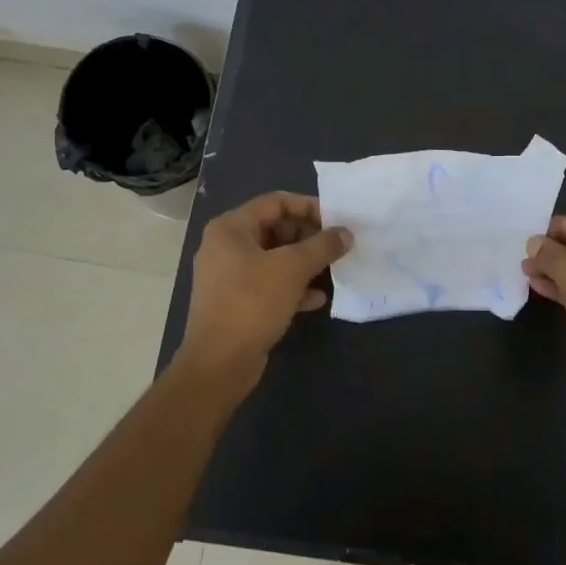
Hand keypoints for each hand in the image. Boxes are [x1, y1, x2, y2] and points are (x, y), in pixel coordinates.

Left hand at [179, 192, 352, 380]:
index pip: (275, 202)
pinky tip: (316, 299)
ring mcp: (229, 276)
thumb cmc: (252, 303)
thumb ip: (322, 246)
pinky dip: (292, 287)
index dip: (308, 206)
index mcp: (231, 228)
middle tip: (337, 247)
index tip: (337, 221)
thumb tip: (346, 234)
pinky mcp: (236, 302)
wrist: (219, 363)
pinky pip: (269, 284)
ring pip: (274, 259)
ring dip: (304, 263)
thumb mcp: (292, 269)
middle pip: (275, 229)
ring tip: (332, 271)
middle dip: (309, 237)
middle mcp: (225, 246)